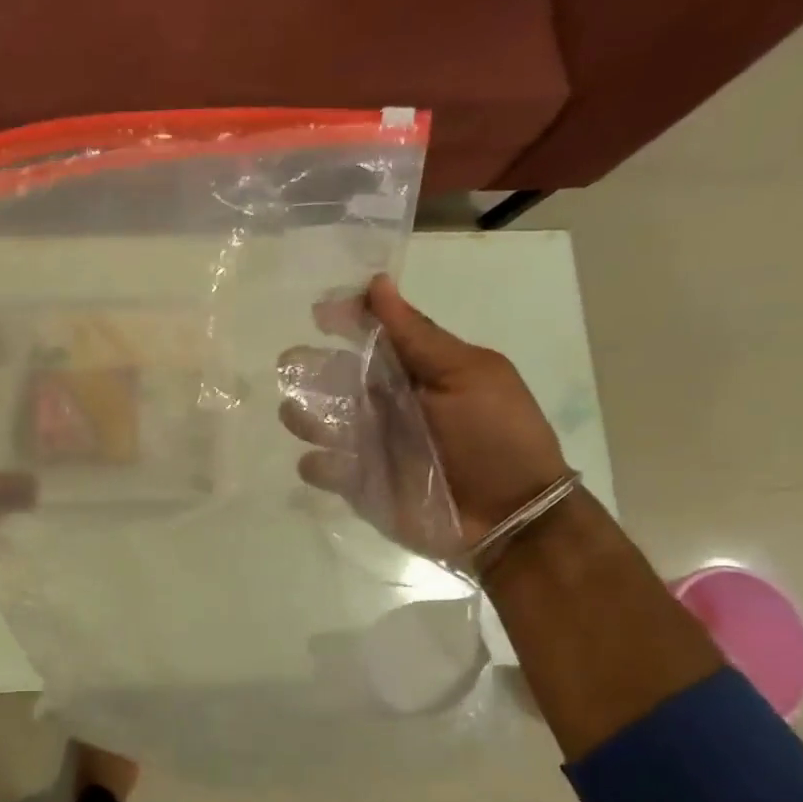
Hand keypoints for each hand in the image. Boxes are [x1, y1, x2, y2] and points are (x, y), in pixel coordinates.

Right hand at [279, 274, 568, 546]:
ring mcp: (368, 444)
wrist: (510, 518)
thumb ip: (417, 335)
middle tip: (292, 366)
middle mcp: (383, 402)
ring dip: (303, 414)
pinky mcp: (358, 483)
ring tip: (303, 416)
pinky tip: (328, 463)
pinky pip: (322, 468)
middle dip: (307, 369)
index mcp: (412, 371)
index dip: (344, 320)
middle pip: (332, 378)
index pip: (370, 337)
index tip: (319, 313)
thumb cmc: (497, 437)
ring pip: (317, 420)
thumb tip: (376, 283)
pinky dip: (318, 463)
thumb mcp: (467, 375)